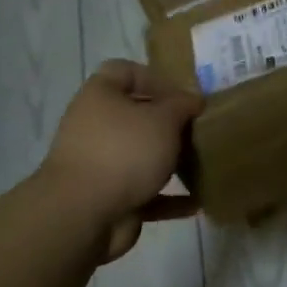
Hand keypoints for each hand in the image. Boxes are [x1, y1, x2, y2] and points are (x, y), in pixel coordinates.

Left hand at [41, 60, 202, 260]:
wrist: (83, 214)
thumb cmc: (124, 151)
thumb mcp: (163, 119)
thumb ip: (183, 105)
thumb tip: (194, 100)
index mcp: (100, 96)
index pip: (125, 71)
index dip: (155, 78)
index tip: (183, 95)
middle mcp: (95, 126)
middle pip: (136, 116)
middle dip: (169, 124)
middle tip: (199, 129)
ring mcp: (100, 164)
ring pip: (141, 155)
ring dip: (170, 161)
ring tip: (202, 163)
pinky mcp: (109, 198)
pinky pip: (145, 193)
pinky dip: (169, 197)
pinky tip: (196, 202)